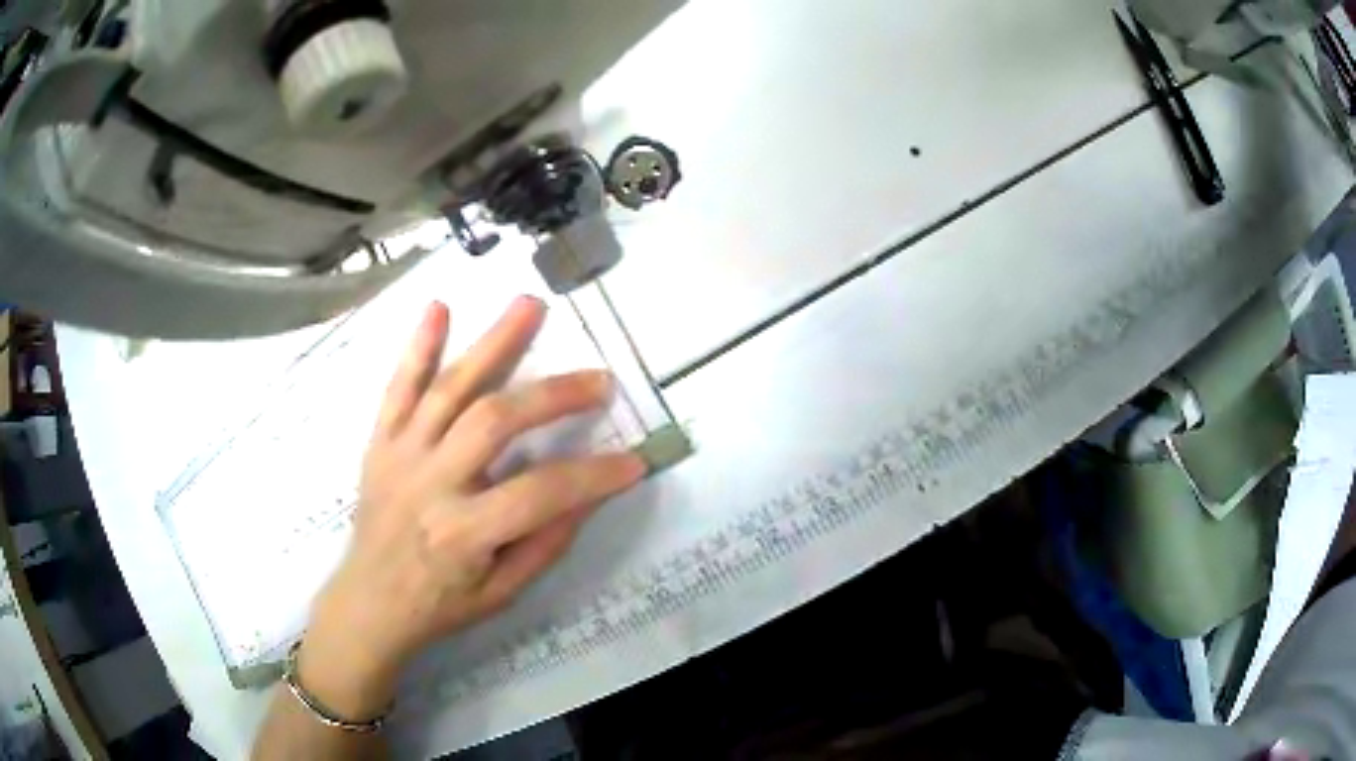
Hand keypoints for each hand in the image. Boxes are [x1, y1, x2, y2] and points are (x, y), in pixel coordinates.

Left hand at [298, 297, 647, 719]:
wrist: (368, 600)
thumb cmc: (440, 604)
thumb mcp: (502, 593)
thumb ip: (545, 543)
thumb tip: (590, 493)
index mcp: (463, 533)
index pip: (540, 493)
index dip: (593, 476)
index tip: (634, 460)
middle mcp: (429, 484)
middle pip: (493, 421)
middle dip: (553, 395)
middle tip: (600, 379)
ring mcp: (400, 455)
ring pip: (449, 389)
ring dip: (493, 343)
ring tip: (530, 305)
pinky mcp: (380, 441)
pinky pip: (398, 387)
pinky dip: (418, 347)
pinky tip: (439, 308)